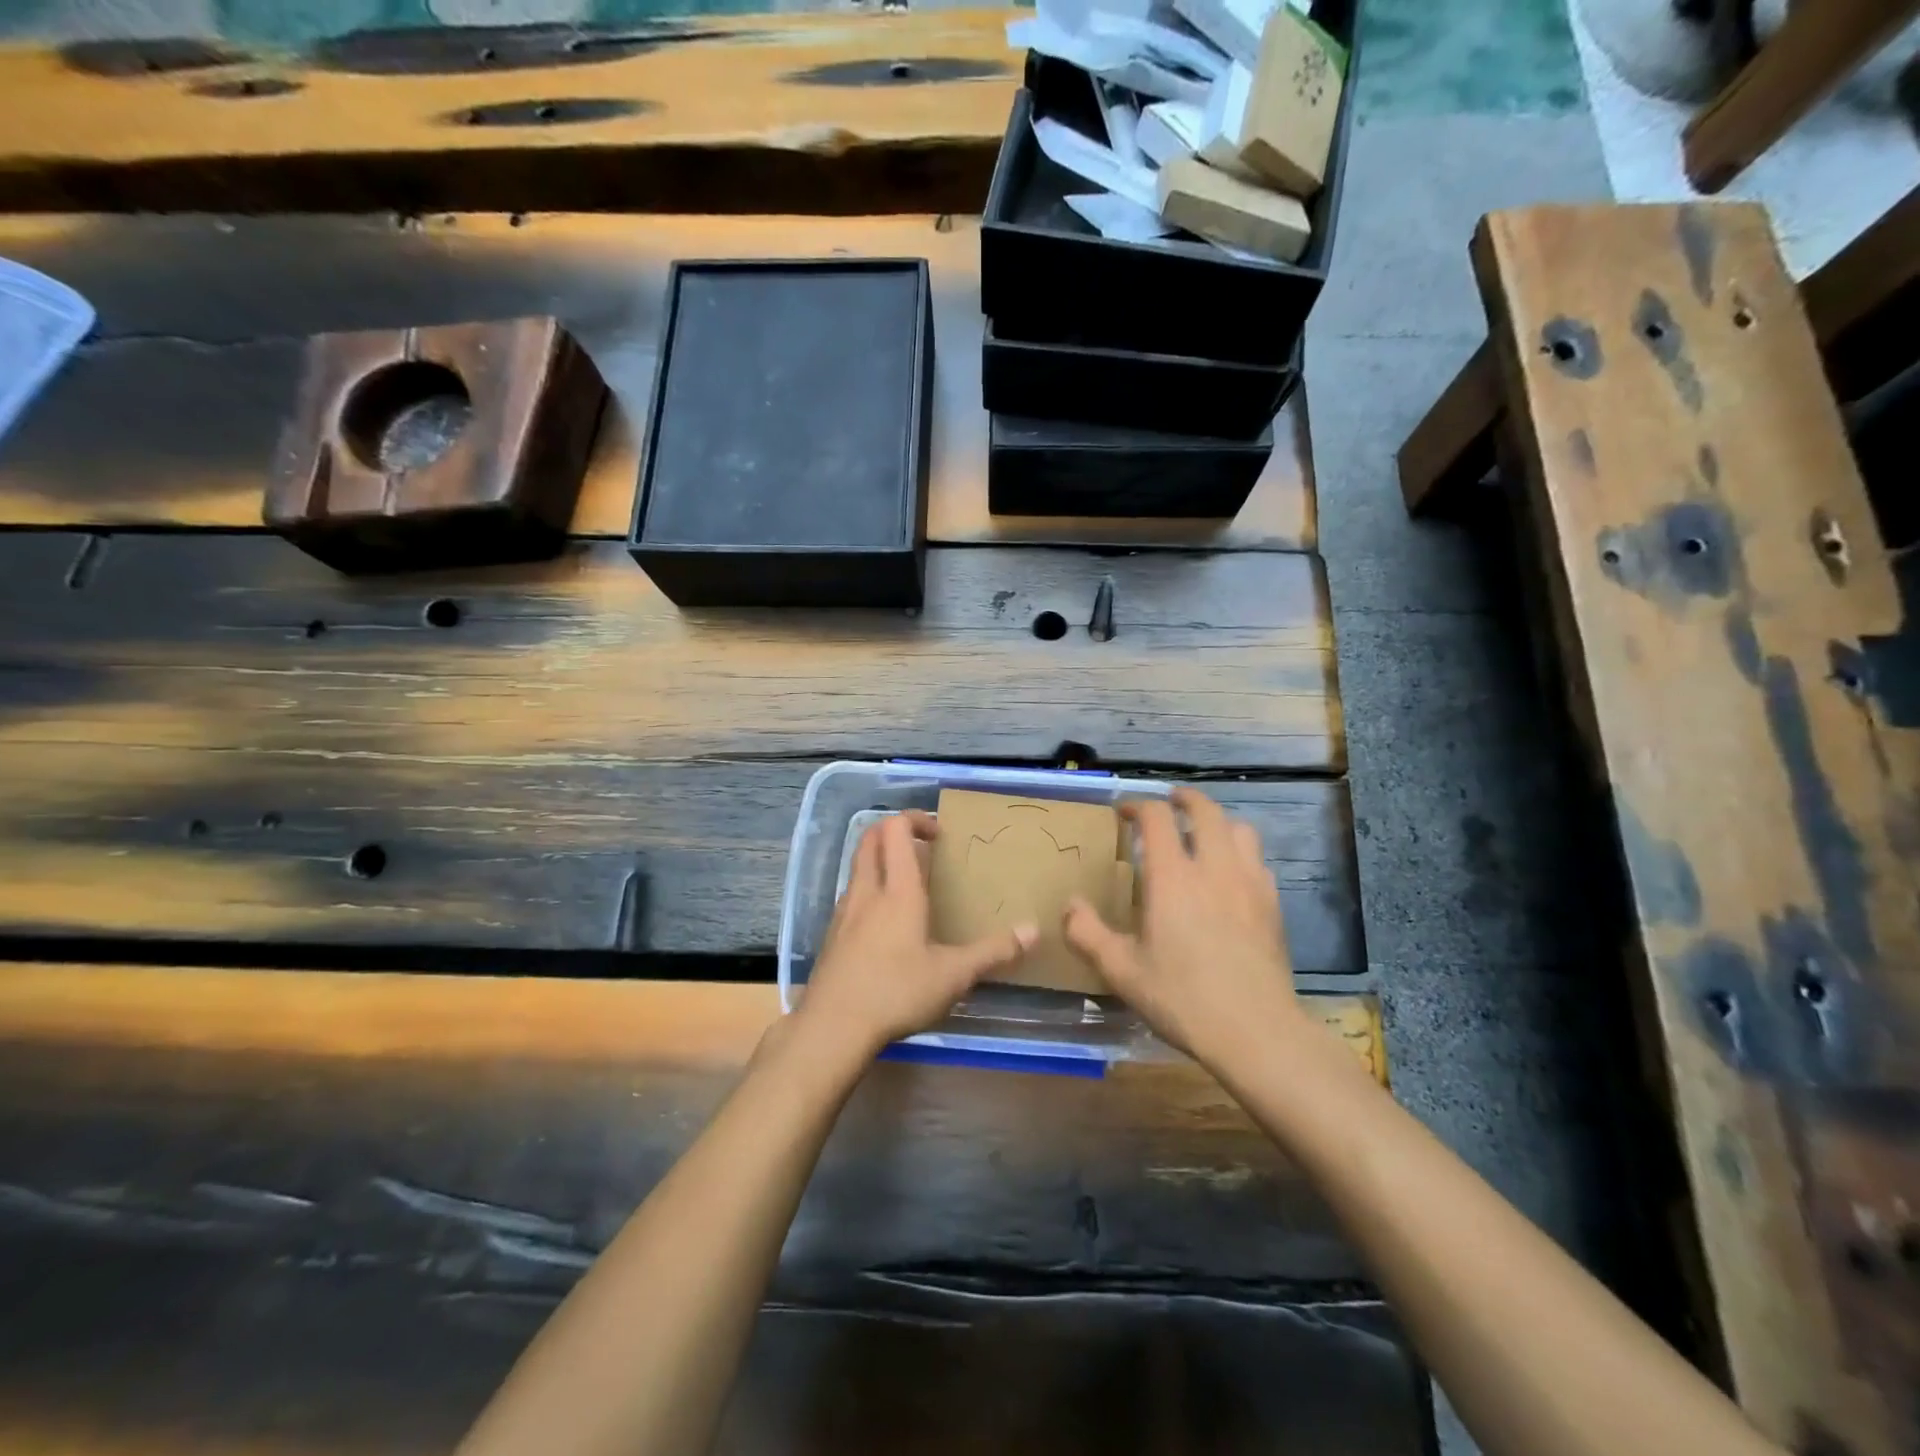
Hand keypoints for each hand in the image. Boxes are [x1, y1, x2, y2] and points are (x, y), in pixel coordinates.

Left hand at [797, 811, 1035, 1059]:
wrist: (832, 1027)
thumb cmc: (896, 992)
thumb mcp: (953, 975)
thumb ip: (993, 952)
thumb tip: (1034, 931)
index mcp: (897, 890)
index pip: (895, 829)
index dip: (916, 819)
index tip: (939, 835)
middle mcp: (866, 891)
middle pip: (869, 839)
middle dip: (894, 832)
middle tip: (923, 847)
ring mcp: (844, 912)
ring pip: (858, 867)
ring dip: (881, 862)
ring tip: (909, 885)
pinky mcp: (832, 935)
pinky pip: (852, 896)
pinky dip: (870, 892)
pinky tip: (887, 925)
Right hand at [1064, 787, 1304, 1068]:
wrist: (1255, 1031)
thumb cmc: (1181, 998)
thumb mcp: (1121, 971)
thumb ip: (1087, 933)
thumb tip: (1070, 904)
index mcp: (1172, 877)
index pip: (1157, 818)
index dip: (1138, 806)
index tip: (1124, 813)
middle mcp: (1213, 868)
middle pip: (1205, 810)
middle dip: (1184, 798)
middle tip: (1169, 802)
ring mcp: (1249, 883)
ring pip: (1239, 829)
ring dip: (1217, 822)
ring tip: (1203, 834)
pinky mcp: (1272, 904)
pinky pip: (1257, 860)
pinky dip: (1240, 852)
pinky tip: (1230, 875)